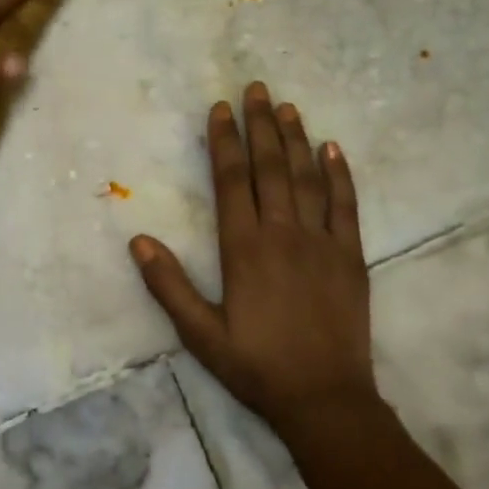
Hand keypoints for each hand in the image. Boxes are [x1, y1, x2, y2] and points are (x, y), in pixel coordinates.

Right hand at [130, 84, 375, 433]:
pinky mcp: (350, 257)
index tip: (221, 109)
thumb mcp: (200, 334)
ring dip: (297, 139)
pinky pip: (346, 206)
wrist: (324, 399)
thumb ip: (168, 285)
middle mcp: (282, 233)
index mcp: (243, 248)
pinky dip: (340, 175)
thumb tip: (137, 240)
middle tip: (257, 88)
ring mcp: (321, 242)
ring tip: (289, 107)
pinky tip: (333, 149)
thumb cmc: (256, 366)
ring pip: (308, 178)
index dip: (225, 141)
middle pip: (270, 167)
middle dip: (261, 125)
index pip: (231, 180)